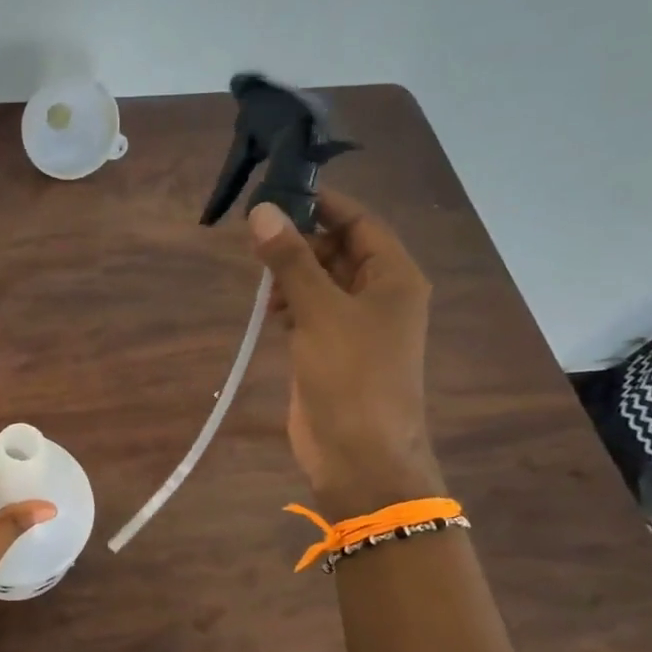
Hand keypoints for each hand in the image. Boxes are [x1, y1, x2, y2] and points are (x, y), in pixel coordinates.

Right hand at [250, 192, 444, 515]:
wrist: (359, 455)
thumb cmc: (350, 376)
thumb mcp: (320, 311)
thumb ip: (290, 260)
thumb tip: (262, 211)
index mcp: (394, 278)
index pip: (359, 223)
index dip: (322, 206)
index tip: (277, 196)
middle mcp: (379, 296)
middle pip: (339, 250)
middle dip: (301, 242)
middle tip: (257, 240)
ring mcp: (356, 326)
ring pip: (322, 282)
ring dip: (292, 275)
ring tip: (262, 280)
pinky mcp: (332, 351)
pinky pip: (312, 312)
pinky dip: (291, 304)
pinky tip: (270, 310)